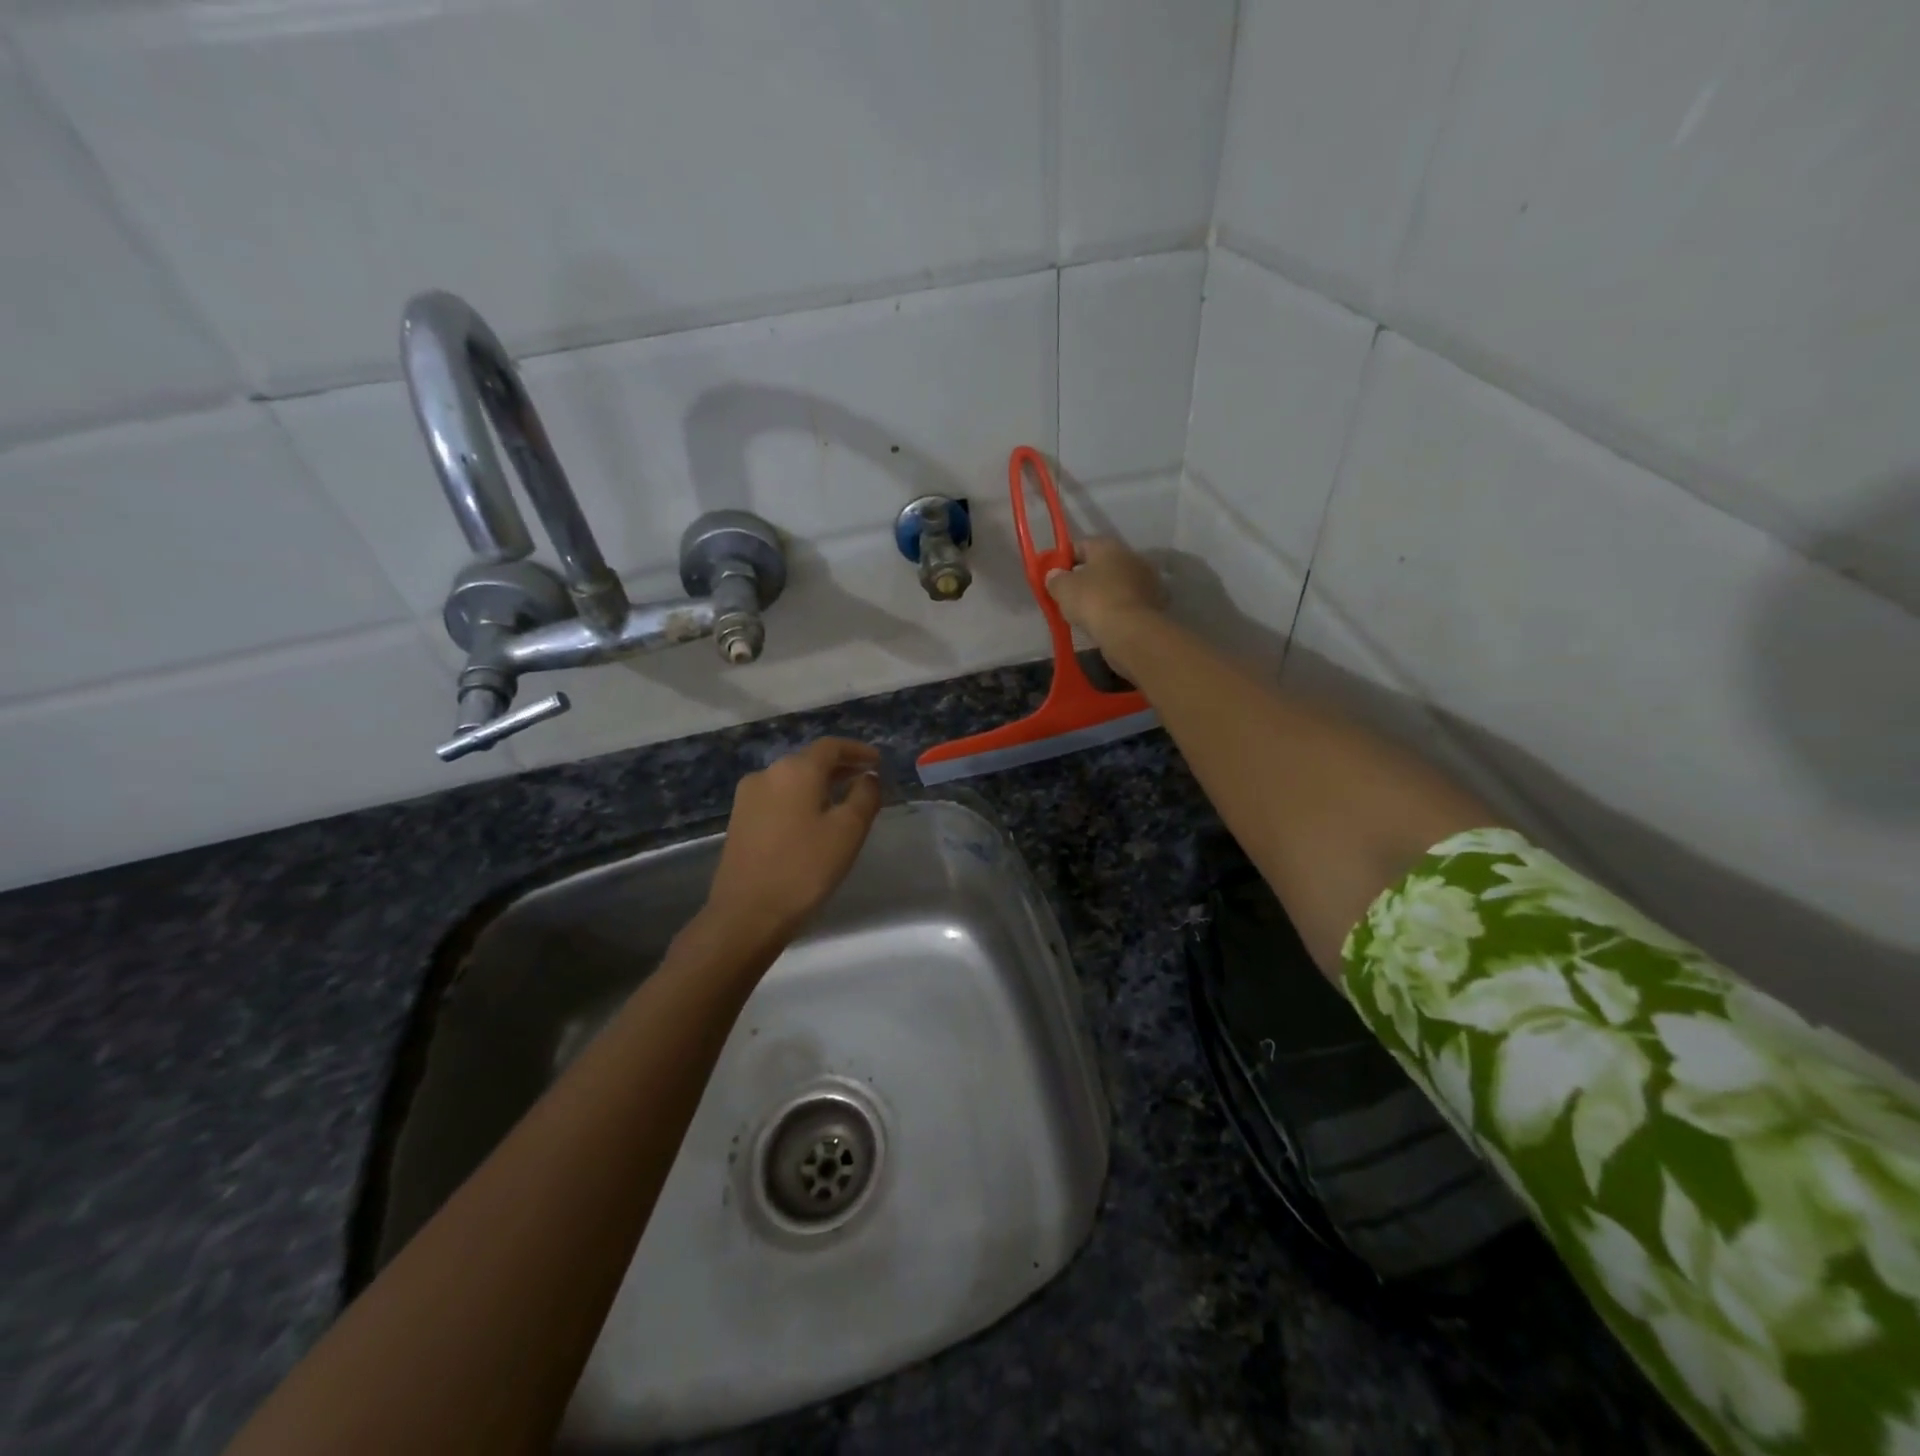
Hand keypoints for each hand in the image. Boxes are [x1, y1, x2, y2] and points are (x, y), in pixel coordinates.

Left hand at [703, 738, 882, 943]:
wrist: (746, 914)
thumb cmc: (804, 868)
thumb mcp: (848, 831)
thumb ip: (865, 796)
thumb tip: (868, 777)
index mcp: (795, 770)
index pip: (831, 746)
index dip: (858, 750)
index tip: (878, 762)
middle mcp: (767, 774)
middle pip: (809, 760)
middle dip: (840, 767)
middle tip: (865, 781)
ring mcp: (748, 797)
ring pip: (792, 779)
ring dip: (819, 784)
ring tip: (842, 801)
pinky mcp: (739, 820)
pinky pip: (778, 797)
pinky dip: (800, 799)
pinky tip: (813, 820)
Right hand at [1045, 536, 1166, 674]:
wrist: (1131, 631)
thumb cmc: (1093, 601)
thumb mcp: (1063, 589)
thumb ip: (1055, 579)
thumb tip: (1054, 575)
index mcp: (1108, 546)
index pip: (1080, 546)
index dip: (1064, 561)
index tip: (1054, 577)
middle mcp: (1131, 557)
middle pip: (1101, 565)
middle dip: (1085, 578)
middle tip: (1069, 596)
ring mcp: (1146, 580)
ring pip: (1116, 584)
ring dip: (1103, 594)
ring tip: (1087, 613)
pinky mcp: (1154, 603)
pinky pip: (1128, 602)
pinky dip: (1117, 609)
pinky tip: (1106, 622)